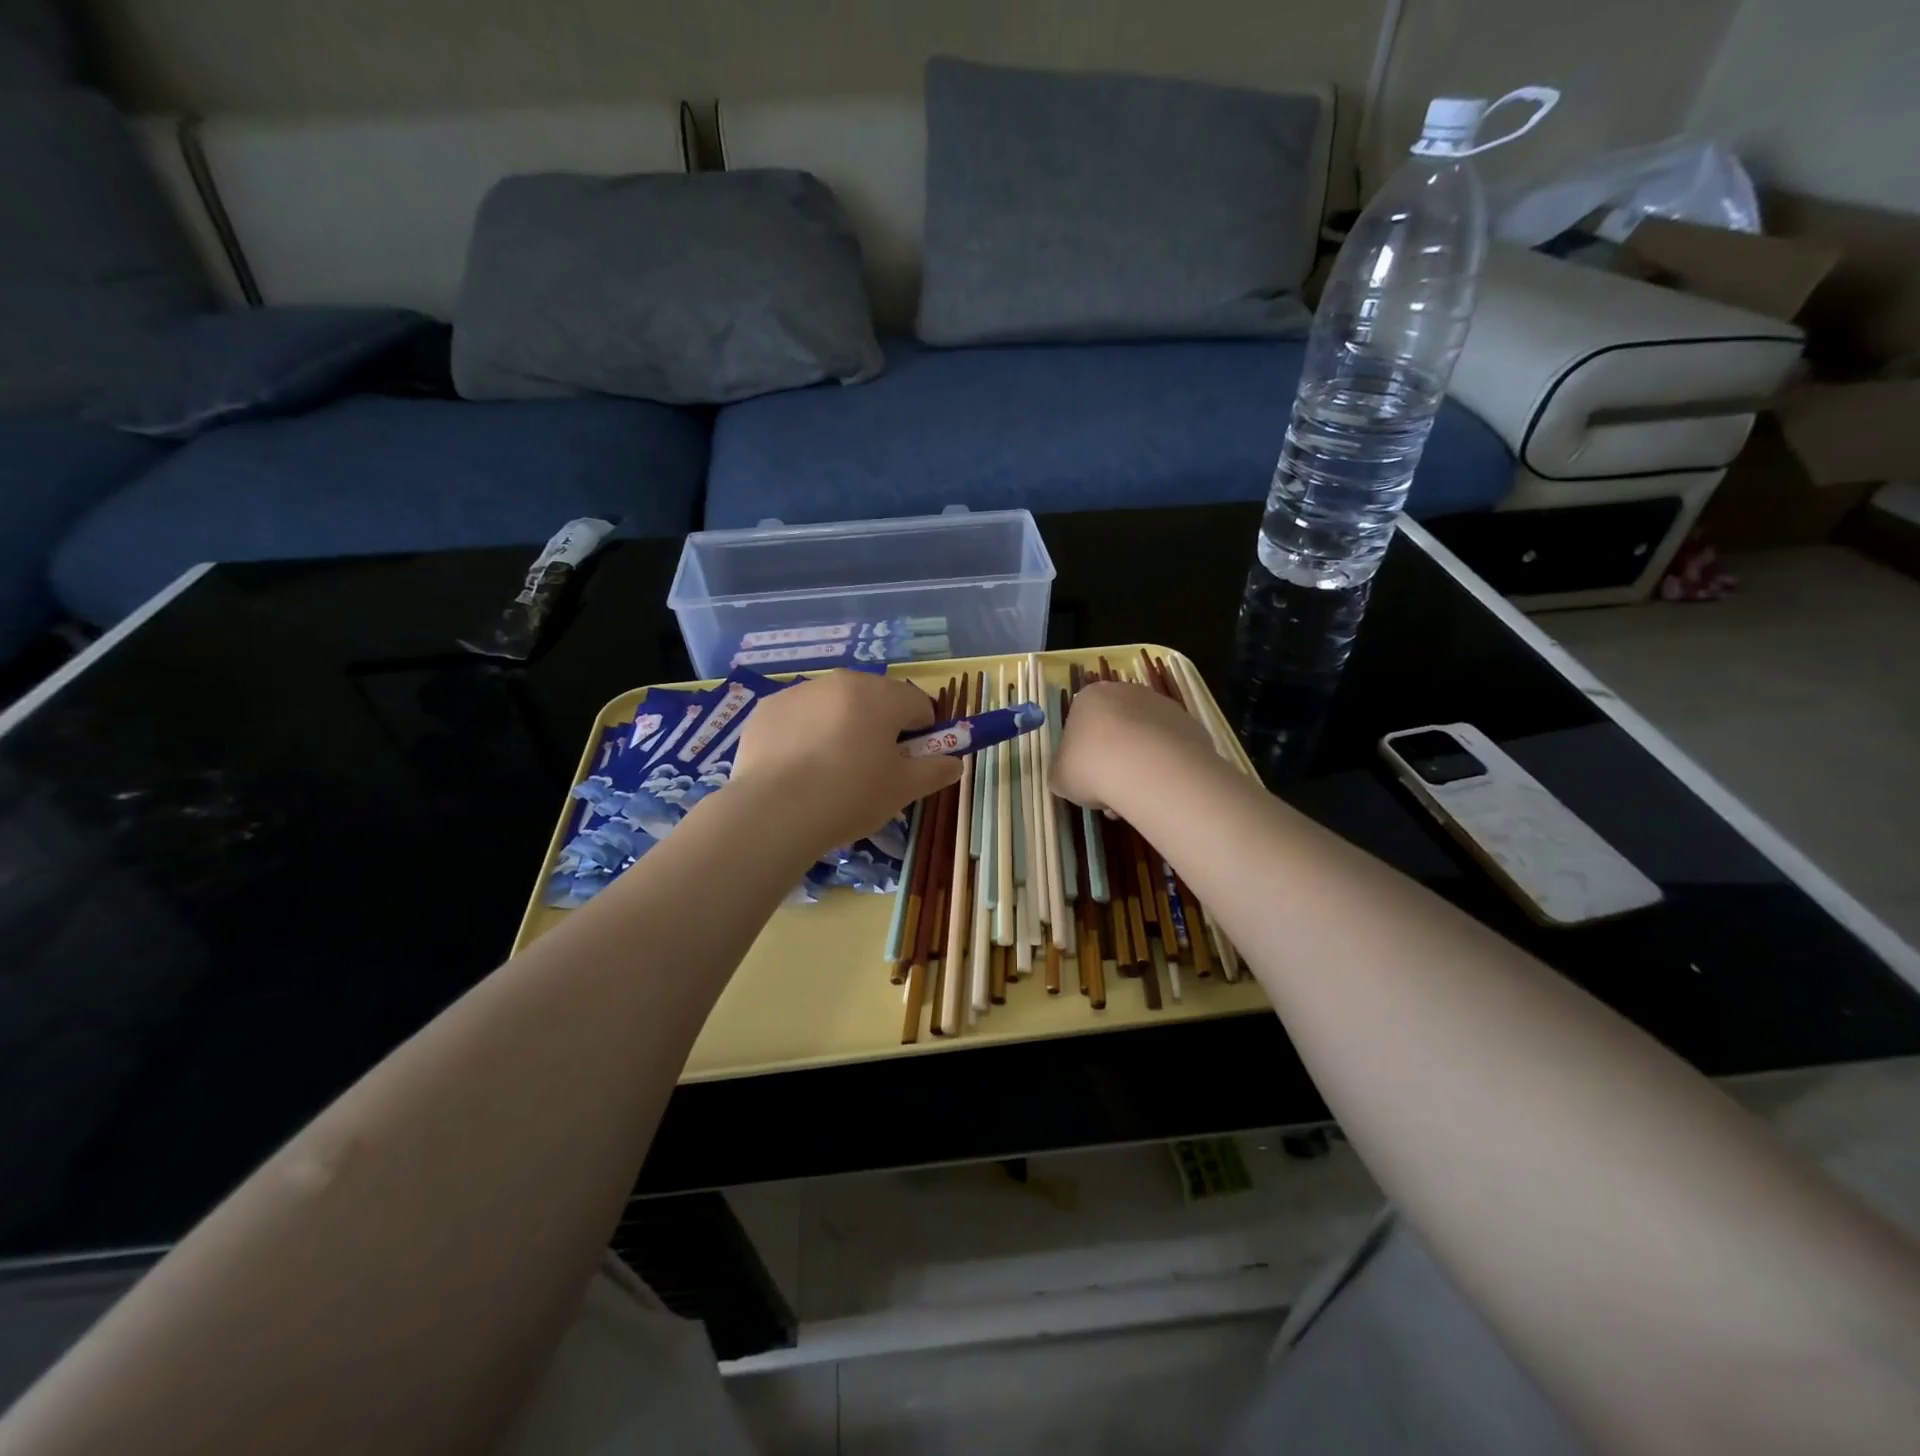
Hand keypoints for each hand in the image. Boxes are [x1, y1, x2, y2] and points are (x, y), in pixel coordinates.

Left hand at [731, 671, 960, 853]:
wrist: (772, 814)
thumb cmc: (850, 797)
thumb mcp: (903, 789)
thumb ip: (935, 771)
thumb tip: (955, 763)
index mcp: (879, 696)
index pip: (918, 704)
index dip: (923, 733)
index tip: (912, 763)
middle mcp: (840, 682)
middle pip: (875, 699)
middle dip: (880, 727)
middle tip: (872, 769)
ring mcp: (799, 692)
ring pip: (835, 706)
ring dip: (842, 728)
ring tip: (830, 773)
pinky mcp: (766, 709)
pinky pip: (799, 717)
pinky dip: (805, 735)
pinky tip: (798, 770)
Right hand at [1052, 680, 1218, 813]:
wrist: (1149, 769)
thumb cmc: (1091, 767)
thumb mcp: (1060, 778)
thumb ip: (1062, 772)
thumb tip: (1069, 776)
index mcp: (1089, 697)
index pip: (1081, 723)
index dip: (1082, 755)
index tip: (1086, 780)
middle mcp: (1126, 692)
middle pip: (1116, 728)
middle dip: (1113, 759)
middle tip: (1111, 793)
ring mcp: (1162, 705)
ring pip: (1145, 739)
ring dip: (1139, 765)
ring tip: (1137, 799)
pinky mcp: (1190, 723)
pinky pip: (1171, 748)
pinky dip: (1165, 767)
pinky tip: (1160, 790)